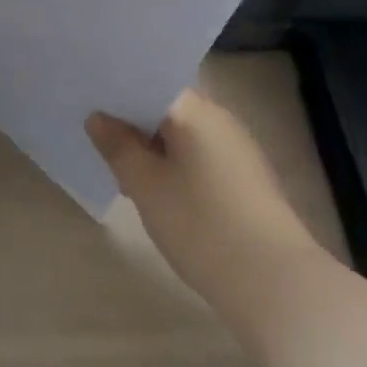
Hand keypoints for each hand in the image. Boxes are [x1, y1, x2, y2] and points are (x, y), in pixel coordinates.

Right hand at [86, 90, 319, 309]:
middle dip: (131, 117)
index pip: (150, 78)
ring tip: (117, 162)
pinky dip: (173, 163)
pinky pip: (198, 155)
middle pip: (166, 105)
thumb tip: (98, 117)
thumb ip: (118, 146)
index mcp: (195, 110)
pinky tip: (154, 188)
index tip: (88, 95)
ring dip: (152, 143)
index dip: (117, 85)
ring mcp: (237, 150)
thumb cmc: (204, 226)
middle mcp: (219, 119)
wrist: (279, 288)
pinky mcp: (246, 181)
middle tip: (93, 129)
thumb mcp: (146, 186)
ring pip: (182, 133)